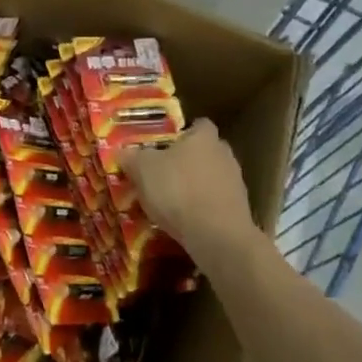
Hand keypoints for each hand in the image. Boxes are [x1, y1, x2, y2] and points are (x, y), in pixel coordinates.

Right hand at [120, 118, 264, 270]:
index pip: (198, 125)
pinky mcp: (239, 211)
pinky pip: (215, 203)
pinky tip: (184, 221)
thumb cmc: (178, 190)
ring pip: (210, 178)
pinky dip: (202, 208)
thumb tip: (122, 151)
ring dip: (194, 186)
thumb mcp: (142, 170)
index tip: (165, 144)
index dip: (182, 132)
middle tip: (162, 172)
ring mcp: (236, 184)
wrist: (216, 236)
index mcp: (204, 138)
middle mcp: (224, 155)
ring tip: (170, 201)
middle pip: (205, 152)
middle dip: (186, 161)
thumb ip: (132, 157)